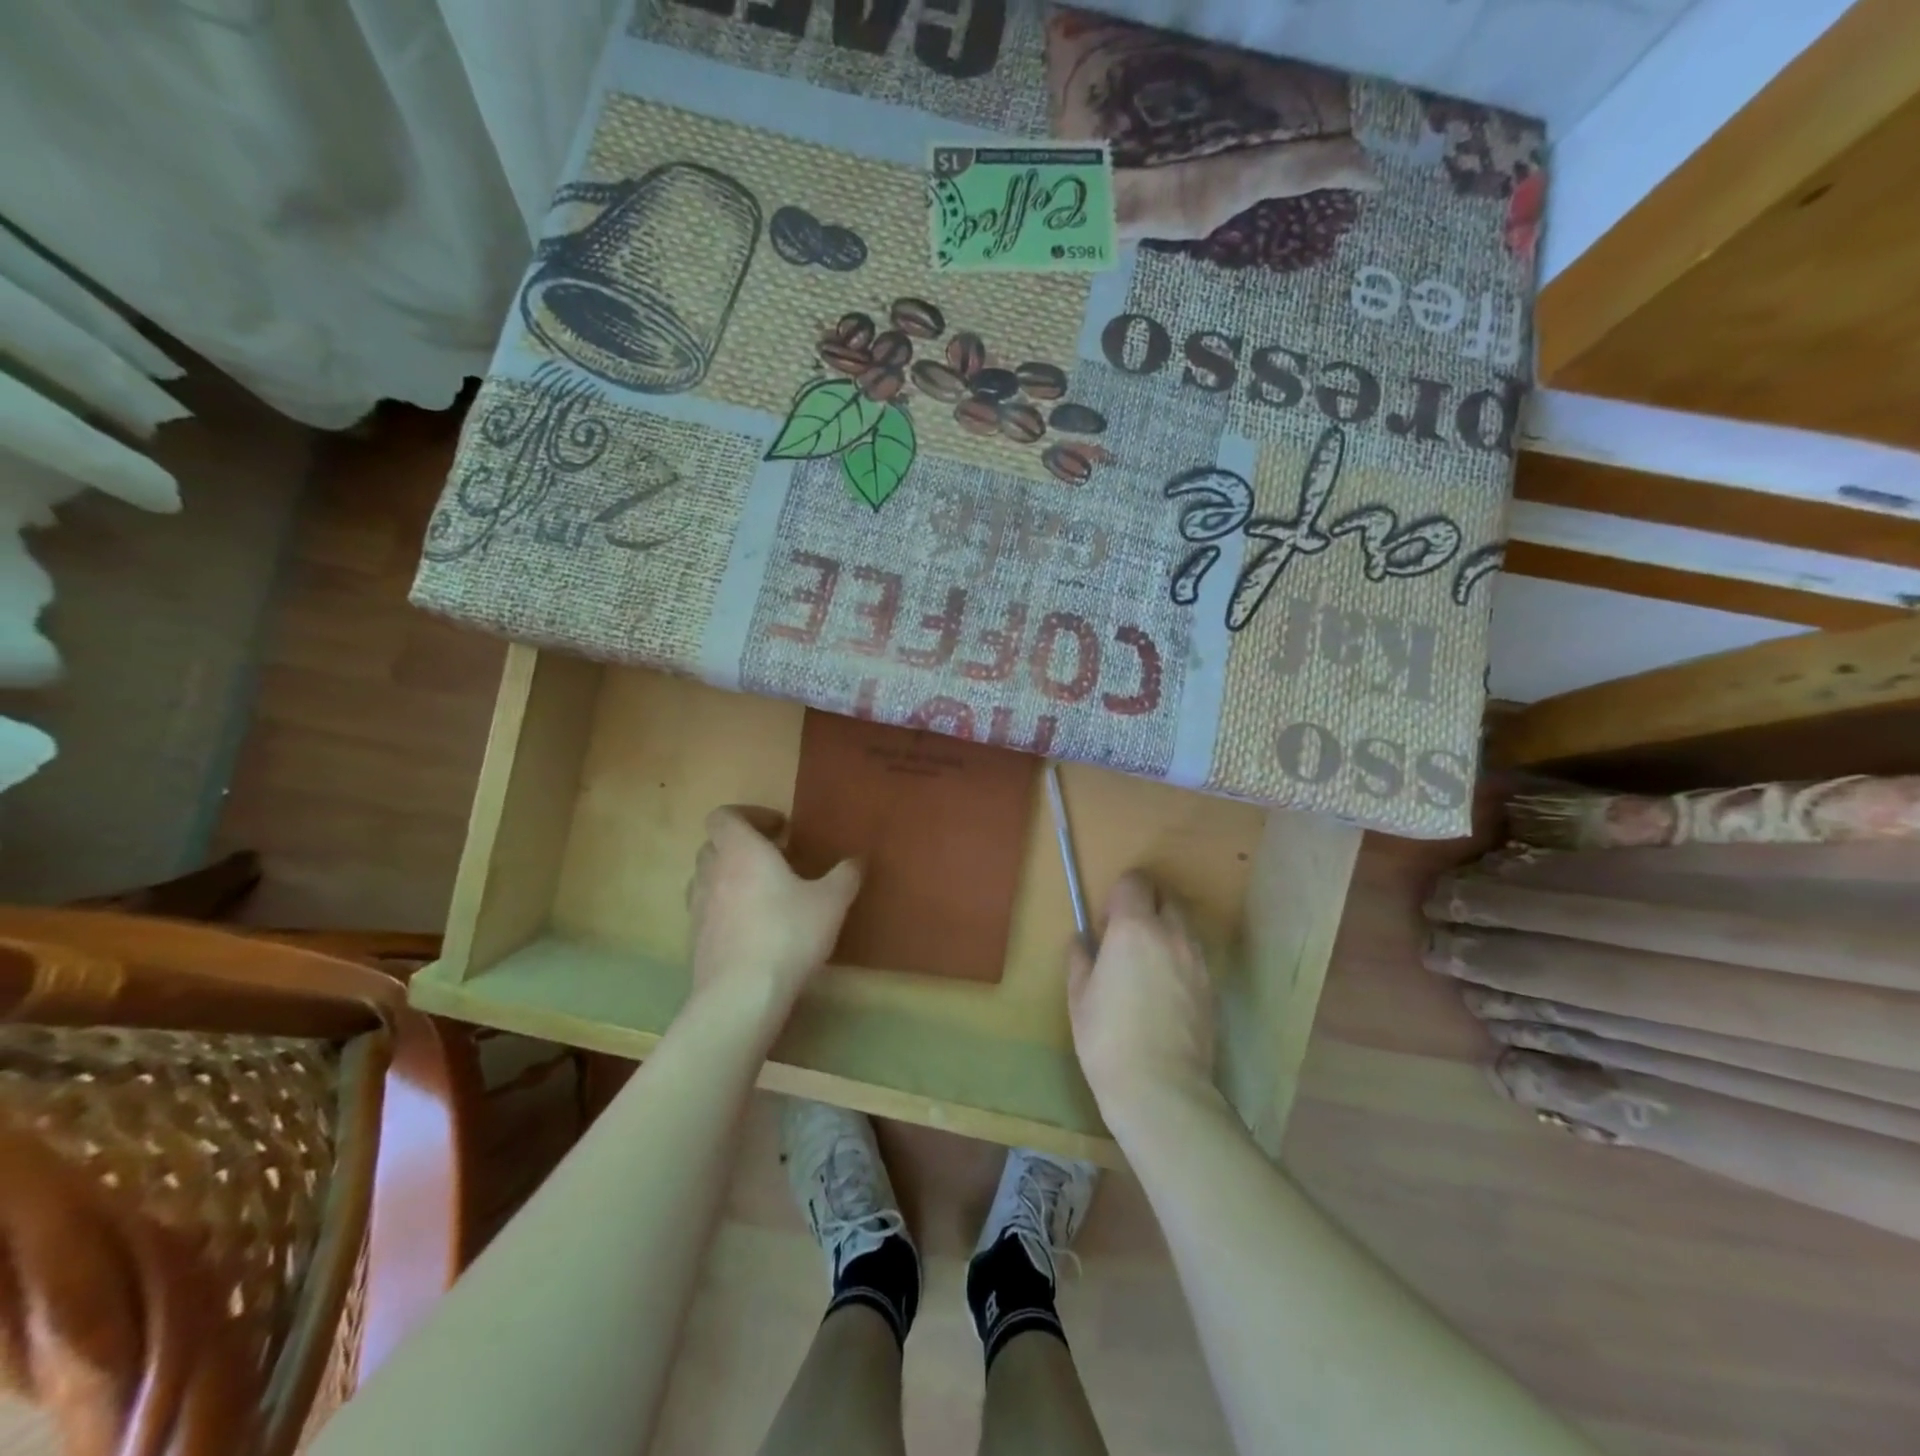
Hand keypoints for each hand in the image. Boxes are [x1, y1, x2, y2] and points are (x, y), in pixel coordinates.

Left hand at [686, 806, 860, 1018]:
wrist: (740, 996)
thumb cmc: (788, 934)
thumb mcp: (831, 902)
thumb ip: (845, 876)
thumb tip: (857, 860)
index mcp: (741, 851)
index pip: (725, 816)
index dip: (749, 815)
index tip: (779, 829)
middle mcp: (713, 872)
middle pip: (714, 845)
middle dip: (741, 846)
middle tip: (775, 859)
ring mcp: (698, 908)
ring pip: (707, 878)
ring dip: (730, 876)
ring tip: (762, 893)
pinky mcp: (695, 941)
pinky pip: (707, 911)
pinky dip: (725, 909)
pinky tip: (753, 928)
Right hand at [1067, 872, 1214, 1122]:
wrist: (1162, 1088)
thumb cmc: (1108, 1038)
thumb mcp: (1079, 996)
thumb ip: (1080, 959)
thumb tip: (1083, 941)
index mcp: (1134, 928)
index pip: (1135, 882)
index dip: (1119, 895)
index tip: (1106, 923)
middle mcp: (1171, 935)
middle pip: (1165, 898)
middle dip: (1146, 908)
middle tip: (1126, 940)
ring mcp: (1197, 961)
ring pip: (1183, 928)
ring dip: (1165, 933)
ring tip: (1146, 968)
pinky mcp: (1212, 988)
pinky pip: (1194, 957)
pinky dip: (1179, 960)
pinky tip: (1163, 993)